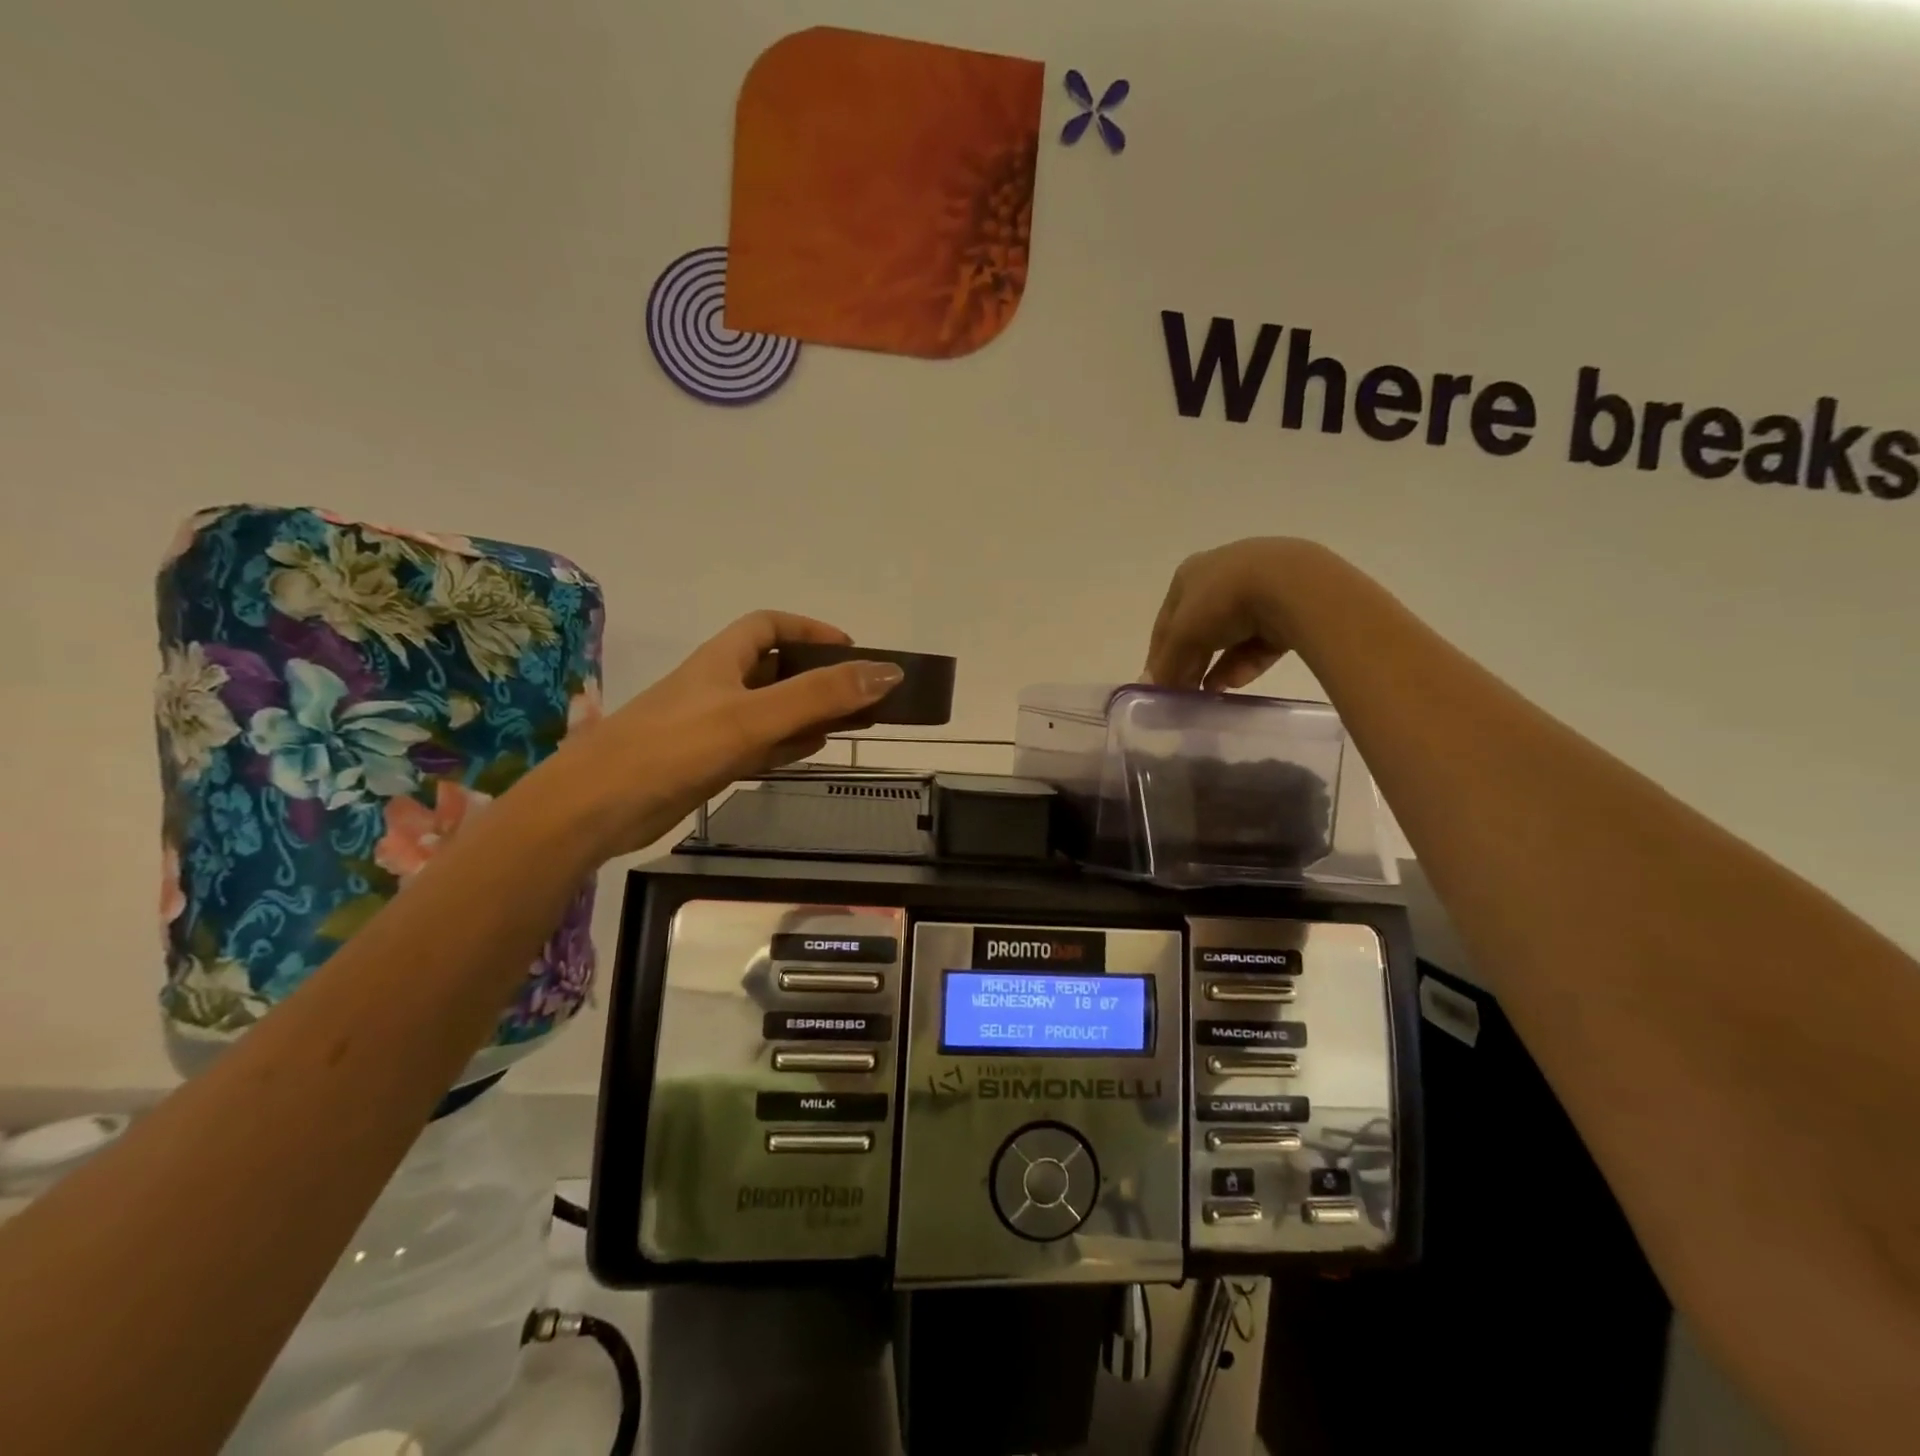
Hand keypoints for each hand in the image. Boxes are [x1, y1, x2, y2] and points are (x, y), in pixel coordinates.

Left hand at [562, 611, 903, 856]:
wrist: (597, 809)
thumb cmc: (673, 748)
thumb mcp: (752, 717)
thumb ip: (819, 696)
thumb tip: (888, 673)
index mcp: (722, 660)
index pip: (770, 625)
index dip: (810, 629)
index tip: (851, 649)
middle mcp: (718, 687)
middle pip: (776, 669)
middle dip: (819, 676)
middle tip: (862, 695)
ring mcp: (712, 727)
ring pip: (771, 710)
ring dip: (809, 712)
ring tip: (853, 723)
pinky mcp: (708, 763)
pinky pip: (759, 745)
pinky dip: (788, 744)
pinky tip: (813, 750)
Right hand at [1144, 537, 1325, 690]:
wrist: (1291, 585)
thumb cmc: (1222, 601)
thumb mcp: (1183, 635)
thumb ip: (1166, 664)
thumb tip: (1150, 686)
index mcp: (1188, 574)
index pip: (1166, 622)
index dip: (1159, 656)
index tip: (1157, 686)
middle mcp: (1220, 576)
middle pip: (1198, 630)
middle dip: (1191, 663)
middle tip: (1185, 693)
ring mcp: (1257, 589)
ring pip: (1230, 637)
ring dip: (1217, 666)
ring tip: (1211, 693)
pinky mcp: (1288, 606)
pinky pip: (1260, 640)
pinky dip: (1247, 661)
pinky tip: (1237, 681)